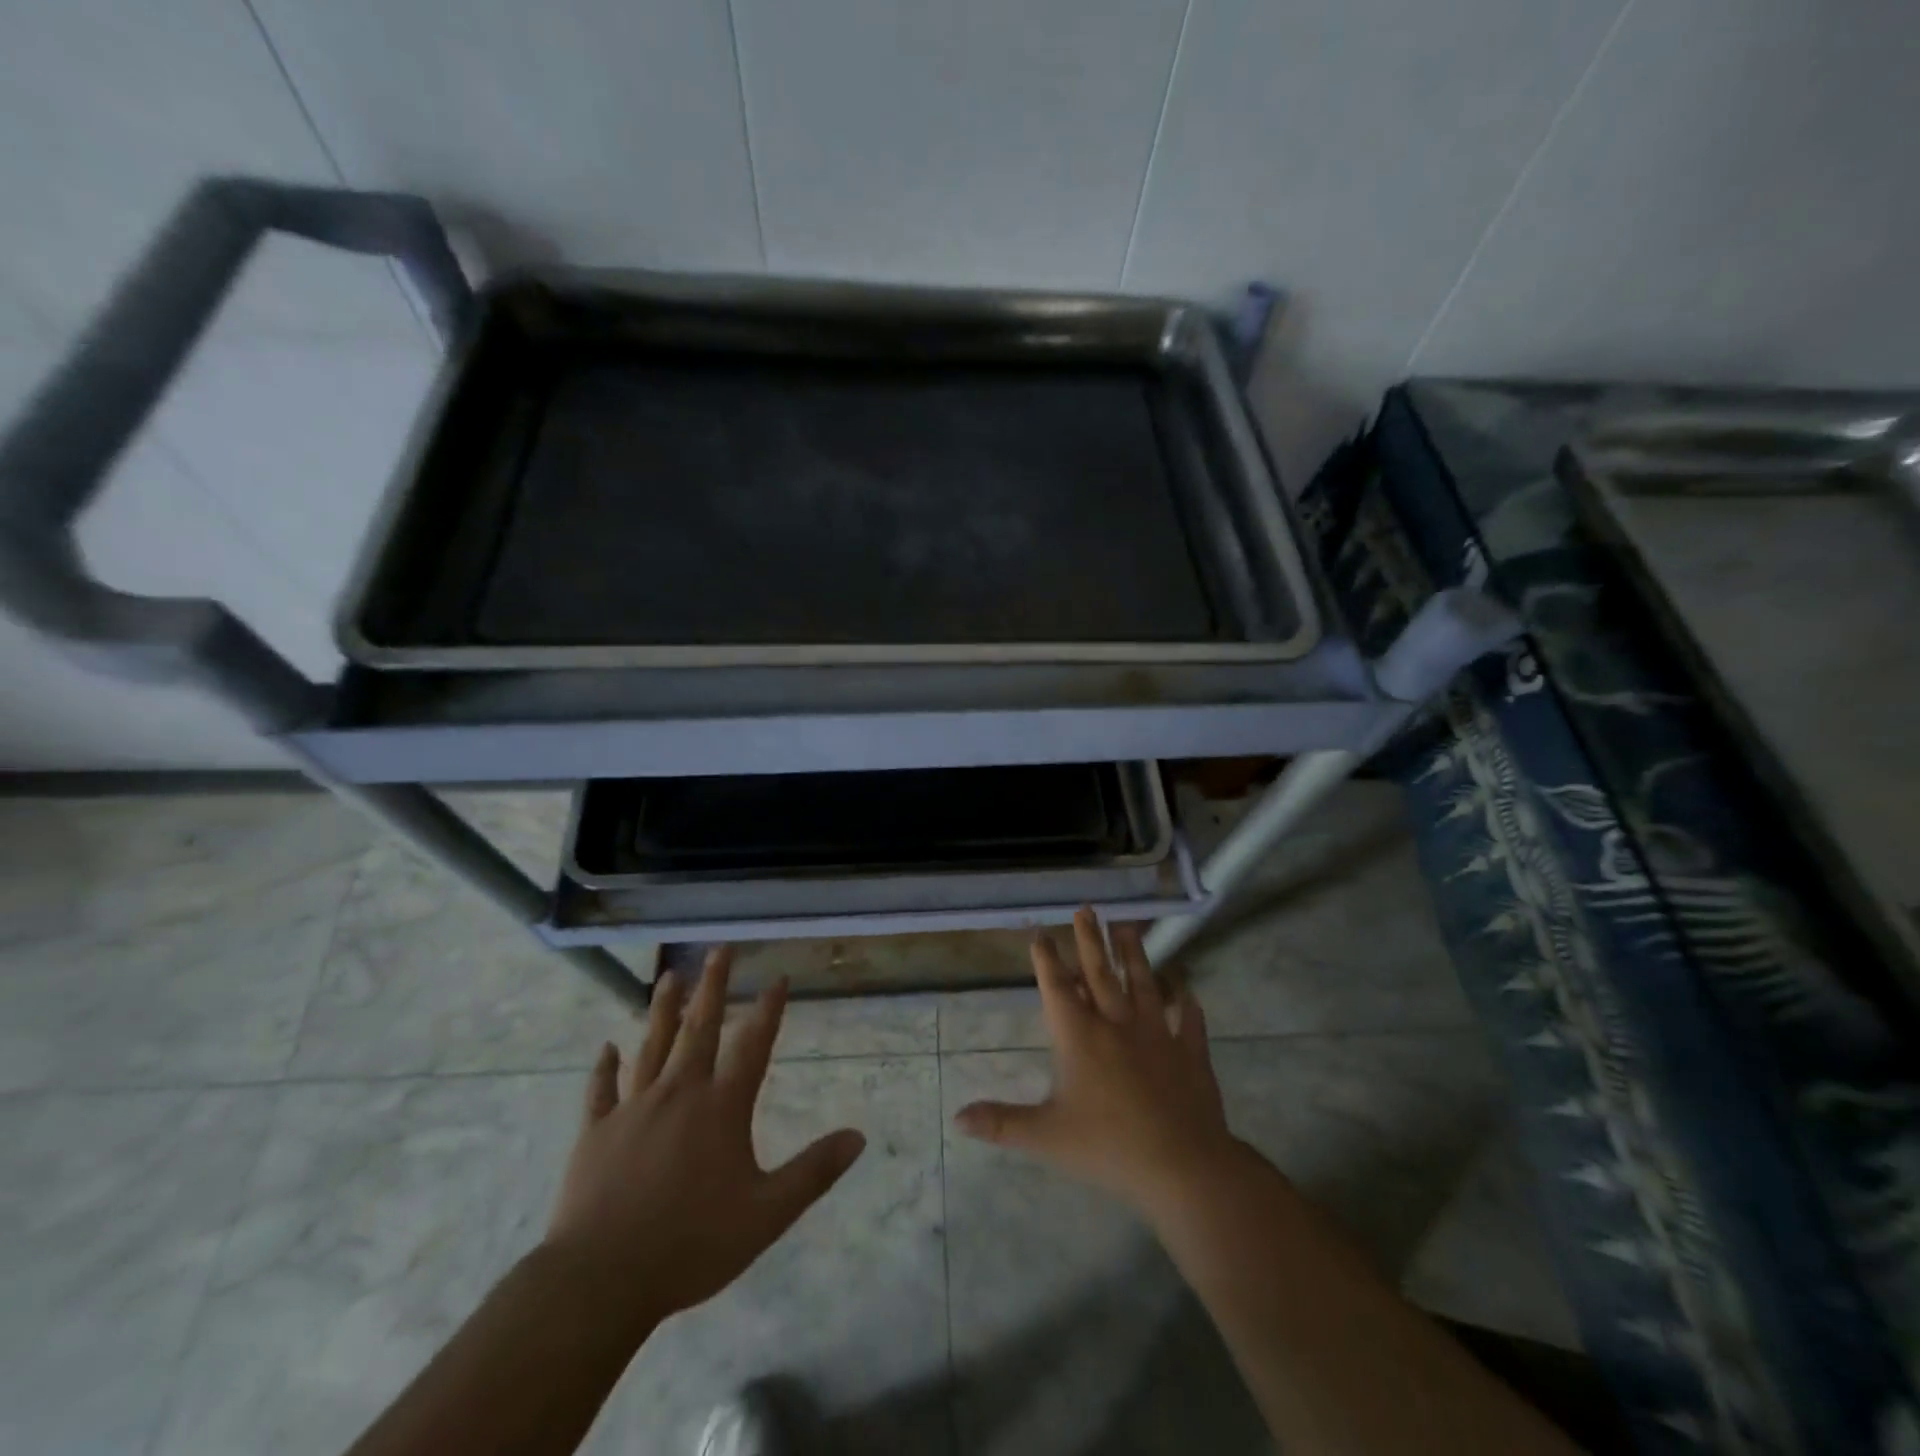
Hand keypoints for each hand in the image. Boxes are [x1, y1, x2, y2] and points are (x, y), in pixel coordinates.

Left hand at [544, 949, 866, 1326]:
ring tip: (670, 977)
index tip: (777, 977)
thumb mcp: (766, 1214)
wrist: (600, 1280)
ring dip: (663, 1009)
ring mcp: (633, 1109)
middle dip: (713, 986)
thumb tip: (859, 1137)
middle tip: (719, 949)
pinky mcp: (596, 1132)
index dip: (768, 1010)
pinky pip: (601, 1090)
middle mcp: (679, 1093)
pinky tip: (607, 1047)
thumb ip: (813, 1172)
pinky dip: (605, 1067)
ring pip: (652, 1046)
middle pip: (699, 1028)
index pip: (753, 1045)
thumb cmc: (691, 1244)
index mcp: (721, 1108)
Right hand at [953, 908, 1242, 1218]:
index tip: (1041, 934)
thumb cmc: (1108, 1146)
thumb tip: (957, 1118)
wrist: (1182, 1165)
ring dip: (1134, 954)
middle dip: (1090, 941)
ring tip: (1128, 926)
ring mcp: (1158, 1034)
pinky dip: (1187, 1003)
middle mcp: (1118, 1024)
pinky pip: (1189, 1021)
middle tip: (1086, 909)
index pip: (1058, 989)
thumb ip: (1002, 1123)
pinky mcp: (1190, 1052)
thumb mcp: (1046, 1137)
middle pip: (1101, 974)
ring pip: (1143, 983)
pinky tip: (1186, 990)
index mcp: (1081, 1038)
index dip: (1047, 960)